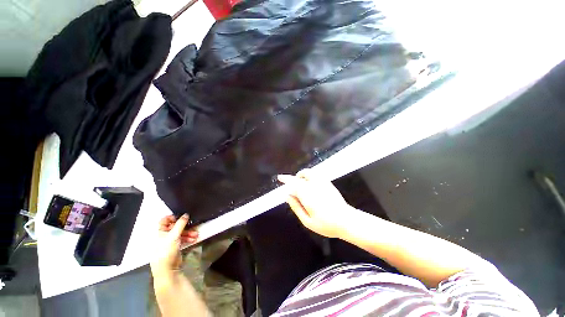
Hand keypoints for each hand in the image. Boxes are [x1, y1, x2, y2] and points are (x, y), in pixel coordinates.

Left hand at [150, 214, 197, 277]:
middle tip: (192, 225)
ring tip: (195, 235)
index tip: (181, 217)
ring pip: (181, 233)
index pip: (164, 220)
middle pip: (175, 226)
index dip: (172, 217)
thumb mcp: (173, 235)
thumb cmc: (166, 251)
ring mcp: (170, 241)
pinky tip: (193, 239)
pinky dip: (188, 238)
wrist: (167, 268)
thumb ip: (180, 224)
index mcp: (160, 232)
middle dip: (185, 226)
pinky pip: (183, 239)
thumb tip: (186, 214)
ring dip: (188, 233)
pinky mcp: (176, 246)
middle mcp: (165, 235)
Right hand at [278, 169, 352, 237]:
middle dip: (292, 178)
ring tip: (299, 182)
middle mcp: (313, 185)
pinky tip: (309, 183)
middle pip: (300, 177)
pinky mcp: (328, 183)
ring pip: (308, 172)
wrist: (347, 220)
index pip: (293, 183)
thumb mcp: (307, 221)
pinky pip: (316, 174)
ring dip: (301, 175)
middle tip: (289, 184)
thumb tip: (287, 196)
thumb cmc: (326, 224)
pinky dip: (309, 175)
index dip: (285, 179)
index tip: (279, 177)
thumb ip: (296, 207)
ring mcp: (322, 182)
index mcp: (307, 195)